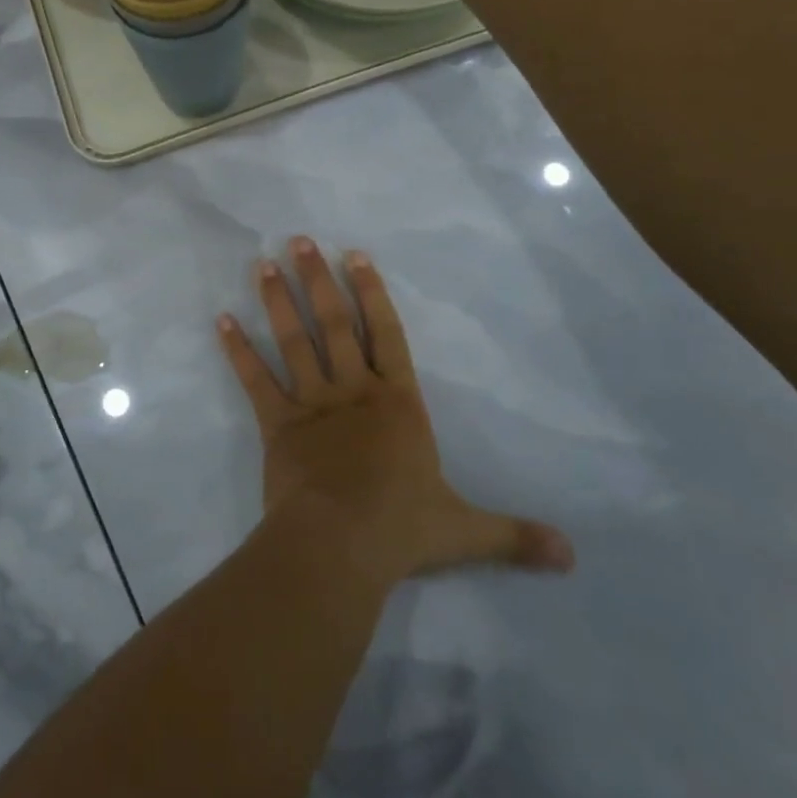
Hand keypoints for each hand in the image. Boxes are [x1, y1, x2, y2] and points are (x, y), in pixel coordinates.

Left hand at [218, 237, 573, 584]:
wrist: (341, 545)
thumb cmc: (402, 529)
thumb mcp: (467, 531)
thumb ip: (516, 537)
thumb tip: (574, 557)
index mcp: (398, 404)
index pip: (388, 334)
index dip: (373, 293)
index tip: (355, 255)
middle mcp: (354, 392)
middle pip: (336, 324)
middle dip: (319, 280)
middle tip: (299, 240)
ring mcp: (312, 404)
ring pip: (295, 341)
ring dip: (279, 301)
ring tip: (263, 263)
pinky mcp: (276, 424)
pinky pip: (255, 380)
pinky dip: (238, 350)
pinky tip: (222, 320)